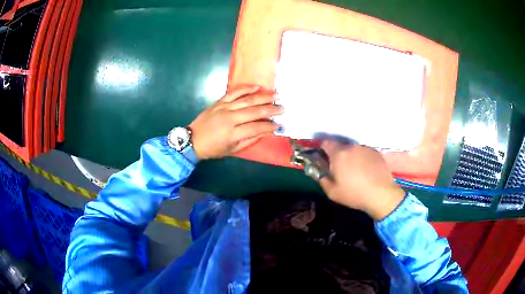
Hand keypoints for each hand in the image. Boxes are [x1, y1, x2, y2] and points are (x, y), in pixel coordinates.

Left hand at [189, 85, 282, 159]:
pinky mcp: (219, 102)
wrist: (193, 139)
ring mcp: (224, 108)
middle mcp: (230, 119)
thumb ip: (249, 141)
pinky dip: (246, 88)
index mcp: (233, 134)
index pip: (256, 128)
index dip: (269, 127)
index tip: (279, 125)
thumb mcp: (232, 151)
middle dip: (271, 110)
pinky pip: (234, 92)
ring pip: (247, 100)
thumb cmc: (213, 148)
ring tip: (276, 95)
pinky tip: (257, 86)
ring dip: (263, 97)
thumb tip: (265, 132)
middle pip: (254, 112)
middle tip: (283, 108)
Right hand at [318, 140, 404, 219]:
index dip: (323, 149)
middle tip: (341, 169)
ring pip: (353, 150)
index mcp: (338, 154)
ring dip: (352, 157)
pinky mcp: (376, 152)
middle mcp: (351, 147)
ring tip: (356, 171)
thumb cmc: (354, 194)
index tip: (324, 158)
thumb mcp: (332, 192)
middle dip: (339, 155)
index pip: (326, 143)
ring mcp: (365, 148)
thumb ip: (322, 179)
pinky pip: (364, 153)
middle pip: (341, 147)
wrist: (381, 194)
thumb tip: (319, 171)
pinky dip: (363, 159)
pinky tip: (367, 171)